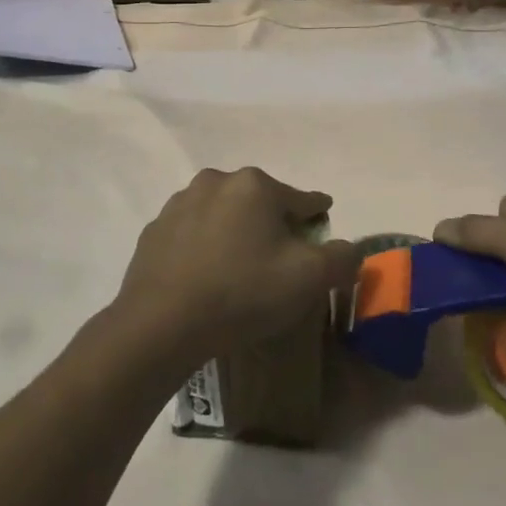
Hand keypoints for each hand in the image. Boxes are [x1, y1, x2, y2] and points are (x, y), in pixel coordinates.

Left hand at [115, 167, 362, 365]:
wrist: (160, 325)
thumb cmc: (243, 292)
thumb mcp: (309, 279)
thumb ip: (341, 258)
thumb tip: (350, 251)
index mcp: (256, 185)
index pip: (303, 200)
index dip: (318, 218)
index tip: (322, 231)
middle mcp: (216, 181)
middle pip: (261, 202)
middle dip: (274, 225)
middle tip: (281, 261)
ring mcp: (180, 204)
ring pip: (224, 214)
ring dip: (237, 233)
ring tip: (241, 270)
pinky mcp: (154, 231)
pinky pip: (193, 234)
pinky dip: (205, 247)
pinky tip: (207, 277)